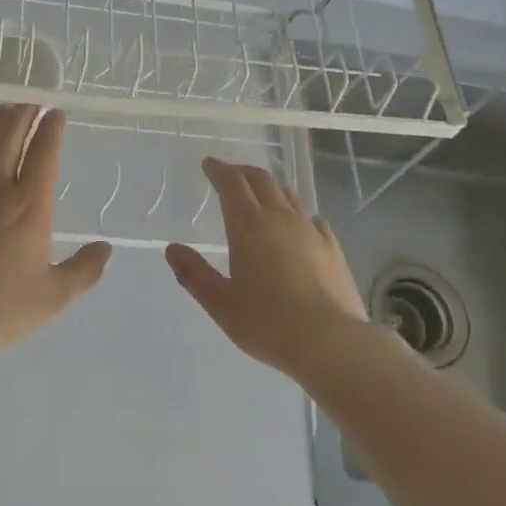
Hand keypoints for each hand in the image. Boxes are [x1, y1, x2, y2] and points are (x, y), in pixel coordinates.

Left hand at [0, 105, 111, 358]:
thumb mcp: (52, 297)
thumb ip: (83, 270)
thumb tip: (105, 248)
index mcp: (30, 206)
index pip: (44, 152)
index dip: (51, 128)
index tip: (56, 114)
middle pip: (9, 134)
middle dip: (23, 113)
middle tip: (31, 105)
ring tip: (3, 112)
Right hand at [165, 158, 366, 375]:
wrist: (330, 341)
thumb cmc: (267, 323)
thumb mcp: (220, 303)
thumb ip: (194, 274)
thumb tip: (172, 249)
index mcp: (248, 226)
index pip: (231, 184)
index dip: (219, 170)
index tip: (209, 164)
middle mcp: (280, 218)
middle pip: (261, 180)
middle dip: (242, 172)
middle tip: (230, 174)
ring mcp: (310, 230)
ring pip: (287, 195)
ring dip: (270, 188)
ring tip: (260, 194)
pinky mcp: (332, 247)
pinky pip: (312, 217)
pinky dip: (297, 212)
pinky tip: (298, 224)